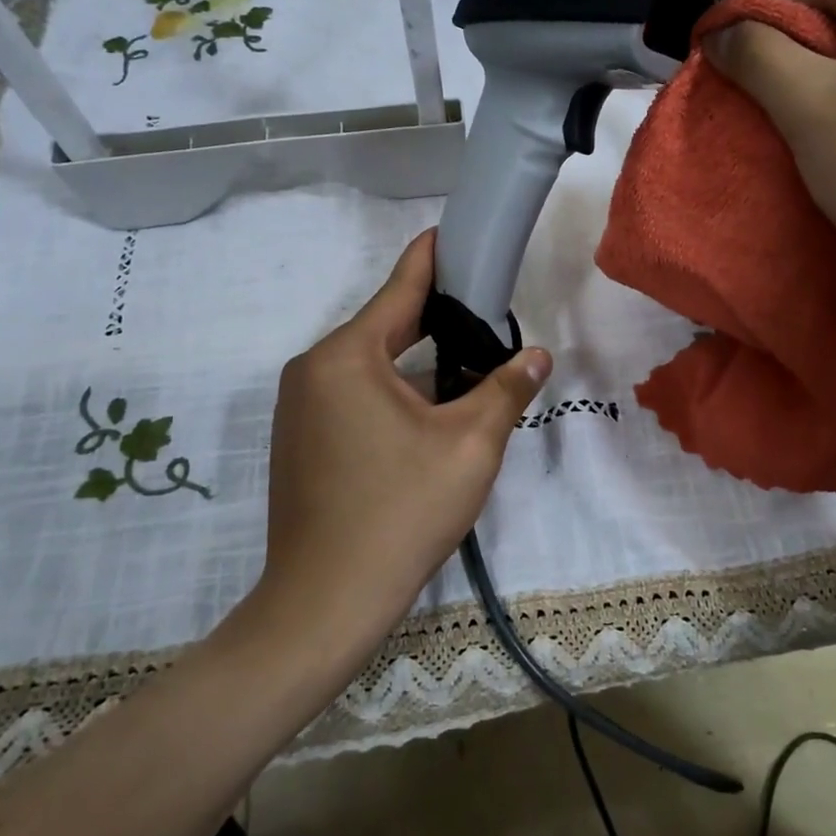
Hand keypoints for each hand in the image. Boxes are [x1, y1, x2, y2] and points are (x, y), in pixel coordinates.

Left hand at [220, 230, 550, 694]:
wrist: (325, 603)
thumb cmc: (401, 512)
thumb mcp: (471, 445)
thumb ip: (506, 389)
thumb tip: (537, 355)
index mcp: (347, 356)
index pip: (401, 289)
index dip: (434, 258)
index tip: (455, 232)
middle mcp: (312, 370)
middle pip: (385, 328)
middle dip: (437, 319)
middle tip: (487, 310)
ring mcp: (299, 408)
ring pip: (370, 367)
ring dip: (417, 364)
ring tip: (469, 366)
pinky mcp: (299, 441)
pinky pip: (353, 396)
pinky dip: (392, 392)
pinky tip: (428, 415)